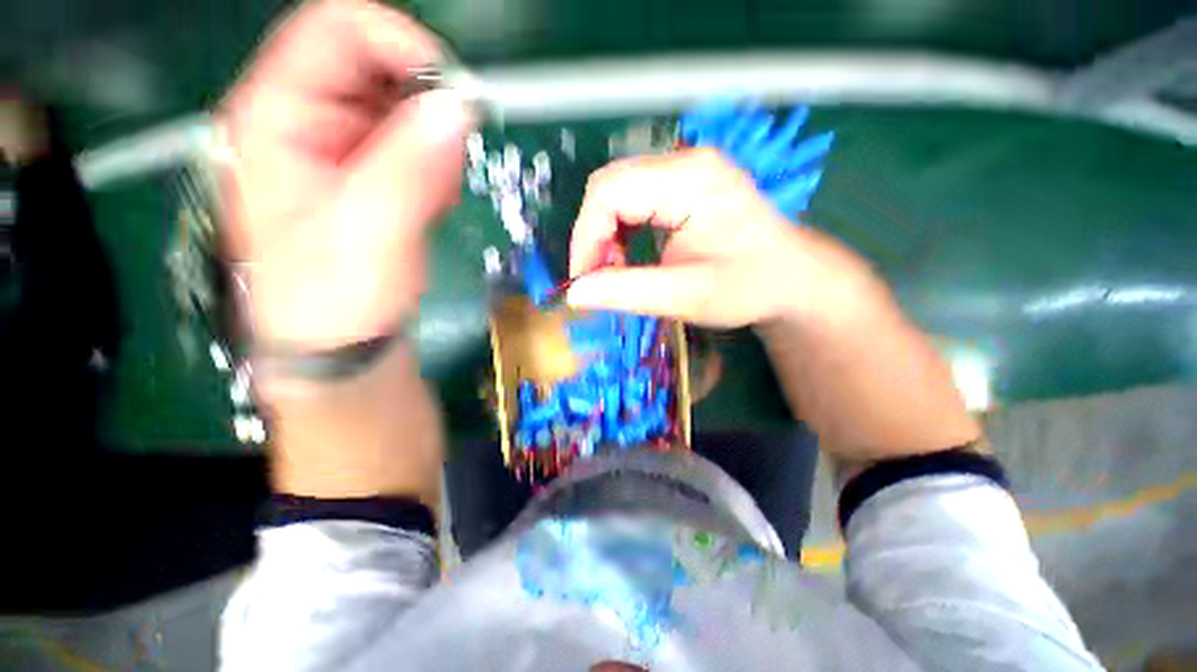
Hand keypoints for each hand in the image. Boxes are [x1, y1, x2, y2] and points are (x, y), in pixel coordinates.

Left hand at [220, 0, 473, 348]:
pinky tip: (432, 201)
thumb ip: (412, 168)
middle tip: (446, 162)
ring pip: (400, 104)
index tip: (454, 95)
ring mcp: (337, 143)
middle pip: (372, 63)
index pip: (335, 30)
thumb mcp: (371, 233)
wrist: (341, 340)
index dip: (400, 43)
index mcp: (278, 116)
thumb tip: (459, 109)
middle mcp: (304, 118)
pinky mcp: (367, 170)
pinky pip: (412, 142)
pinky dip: (435, 165)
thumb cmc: (337, 298)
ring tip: (435, 192)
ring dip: (433, 142)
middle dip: (425, 105)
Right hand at [566, 149, 872, 326]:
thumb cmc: (748, 287)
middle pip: (609, 188)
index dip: (586, 238)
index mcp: (690, 179)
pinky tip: (627, 256)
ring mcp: (684, 170)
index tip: (584, 281)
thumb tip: (574, 293)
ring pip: (616, 193)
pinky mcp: (682, 185)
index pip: (609, 192)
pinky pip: (631, 200)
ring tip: (615, 270)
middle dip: (593, 237)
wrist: (791, 278)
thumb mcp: (688, 296)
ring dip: (604, 234)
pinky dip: (619, 231)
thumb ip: (628, 292)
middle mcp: (684, 162)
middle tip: (599, 278)